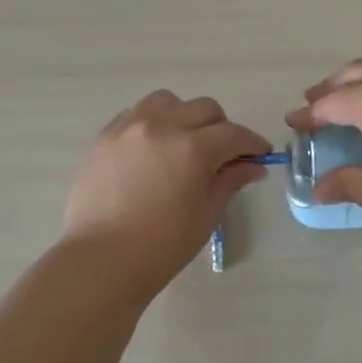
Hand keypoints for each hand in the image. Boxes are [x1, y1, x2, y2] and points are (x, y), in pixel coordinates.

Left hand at [64, 91, 272, 287]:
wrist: (101, 260)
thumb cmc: (162, 245)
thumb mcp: (206, 214)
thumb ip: (230, 181)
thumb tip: (253, 166)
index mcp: (192, 148)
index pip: (234, 134)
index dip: (253, 144)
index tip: (260, 155)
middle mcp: (162, 125)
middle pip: (205, 109)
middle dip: (222, 129)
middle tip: (223, 156)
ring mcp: (129, 127)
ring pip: (168, 101)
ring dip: (184, 116)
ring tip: (183, 144)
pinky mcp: (105, 136)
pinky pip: (136, 113)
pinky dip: (153, 122)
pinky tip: (153, 149)